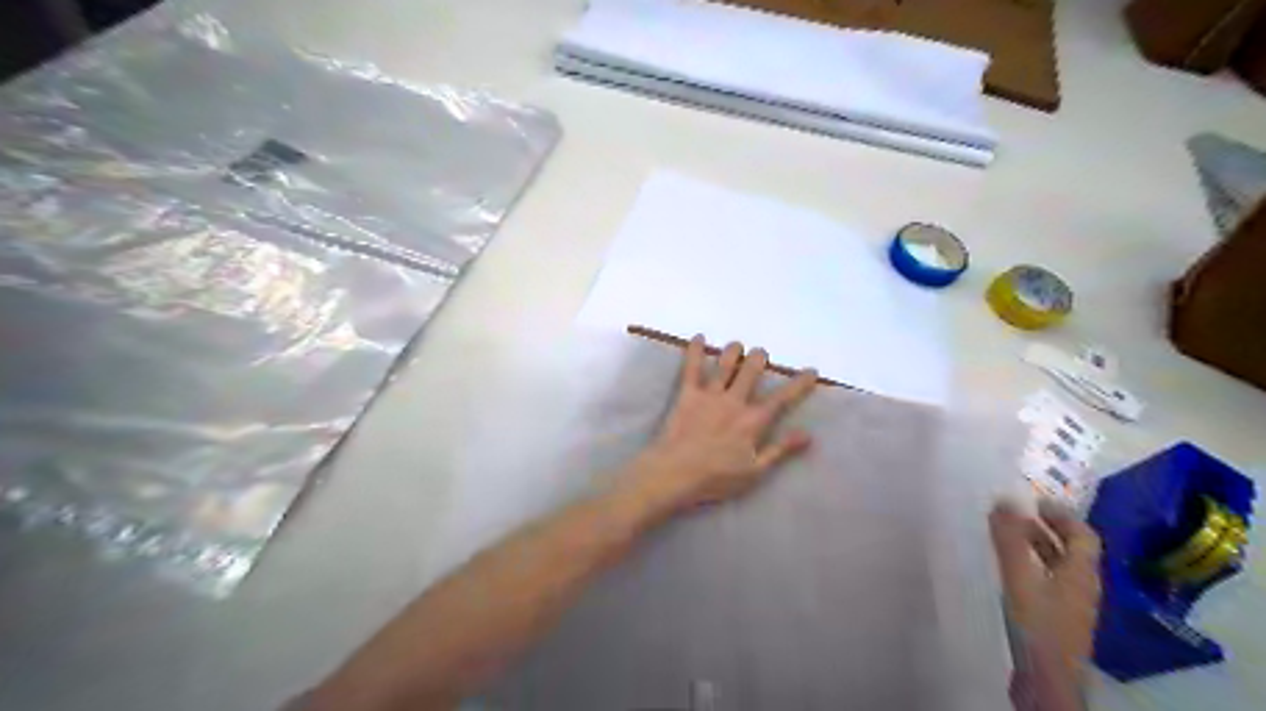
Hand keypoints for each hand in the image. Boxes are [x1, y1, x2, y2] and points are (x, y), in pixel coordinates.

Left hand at [623, 339, 820, 515]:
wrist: (675, 473)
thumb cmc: (716, 478)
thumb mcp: (755, 471)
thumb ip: (781, 450)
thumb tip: (808, 434)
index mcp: (753, 420)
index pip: (782, 398)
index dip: (799, 383)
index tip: (811, 371)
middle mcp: (735, 401)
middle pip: (751, 370)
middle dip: (759, 358)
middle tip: (760, 355)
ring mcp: (710, 395)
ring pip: (725, 364)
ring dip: (733, 351)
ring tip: (737, 346)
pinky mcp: (687, 394)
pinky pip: (691, 367)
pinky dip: (694, 350)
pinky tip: (698, 337)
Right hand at [993, 499, 1104, 683]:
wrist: (1046, 681)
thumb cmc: (1037, 624)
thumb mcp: (1020, 577)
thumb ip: (1010, 540)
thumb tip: (1004, 499)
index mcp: (1082, 574)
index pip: (1084, 535)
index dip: (1063, 515)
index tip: (1036, 500)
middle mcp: (1082, 587)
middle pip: (1071, 551)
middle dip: (1046, 529)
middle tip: (1017, 515)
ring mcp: (1071, 607)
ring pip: (1058, 567)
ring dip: (1037, 548)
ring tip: (1008, 538)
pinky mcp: (1057, 621)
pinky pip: (1048, 582)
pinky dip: (1031, 567)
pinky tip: (1009, 571)